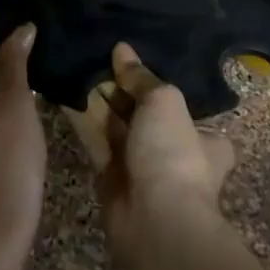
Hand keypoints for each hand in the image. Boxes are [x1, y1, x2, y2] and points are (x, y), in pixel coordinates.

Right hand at [65, 43, 236, 260]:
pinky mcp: (110, 176)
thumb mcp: (164, 101)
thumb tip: (122, 49)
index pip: (180, 103)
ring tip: (75, 64)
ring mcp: (141, 165)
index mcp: (205, 136)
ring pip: (116, 124)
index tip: (130, 58)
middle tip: (95, 54)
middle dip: (121, 87)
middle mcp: (174, 150)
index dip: (154, 81)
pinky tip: (64, 90)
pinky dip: (81, 117)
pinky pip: (94, 139)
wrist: (155, 221)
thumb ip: (142, 77)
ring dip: (98, 98)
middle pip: (143, 111)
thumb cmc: (173, 154)